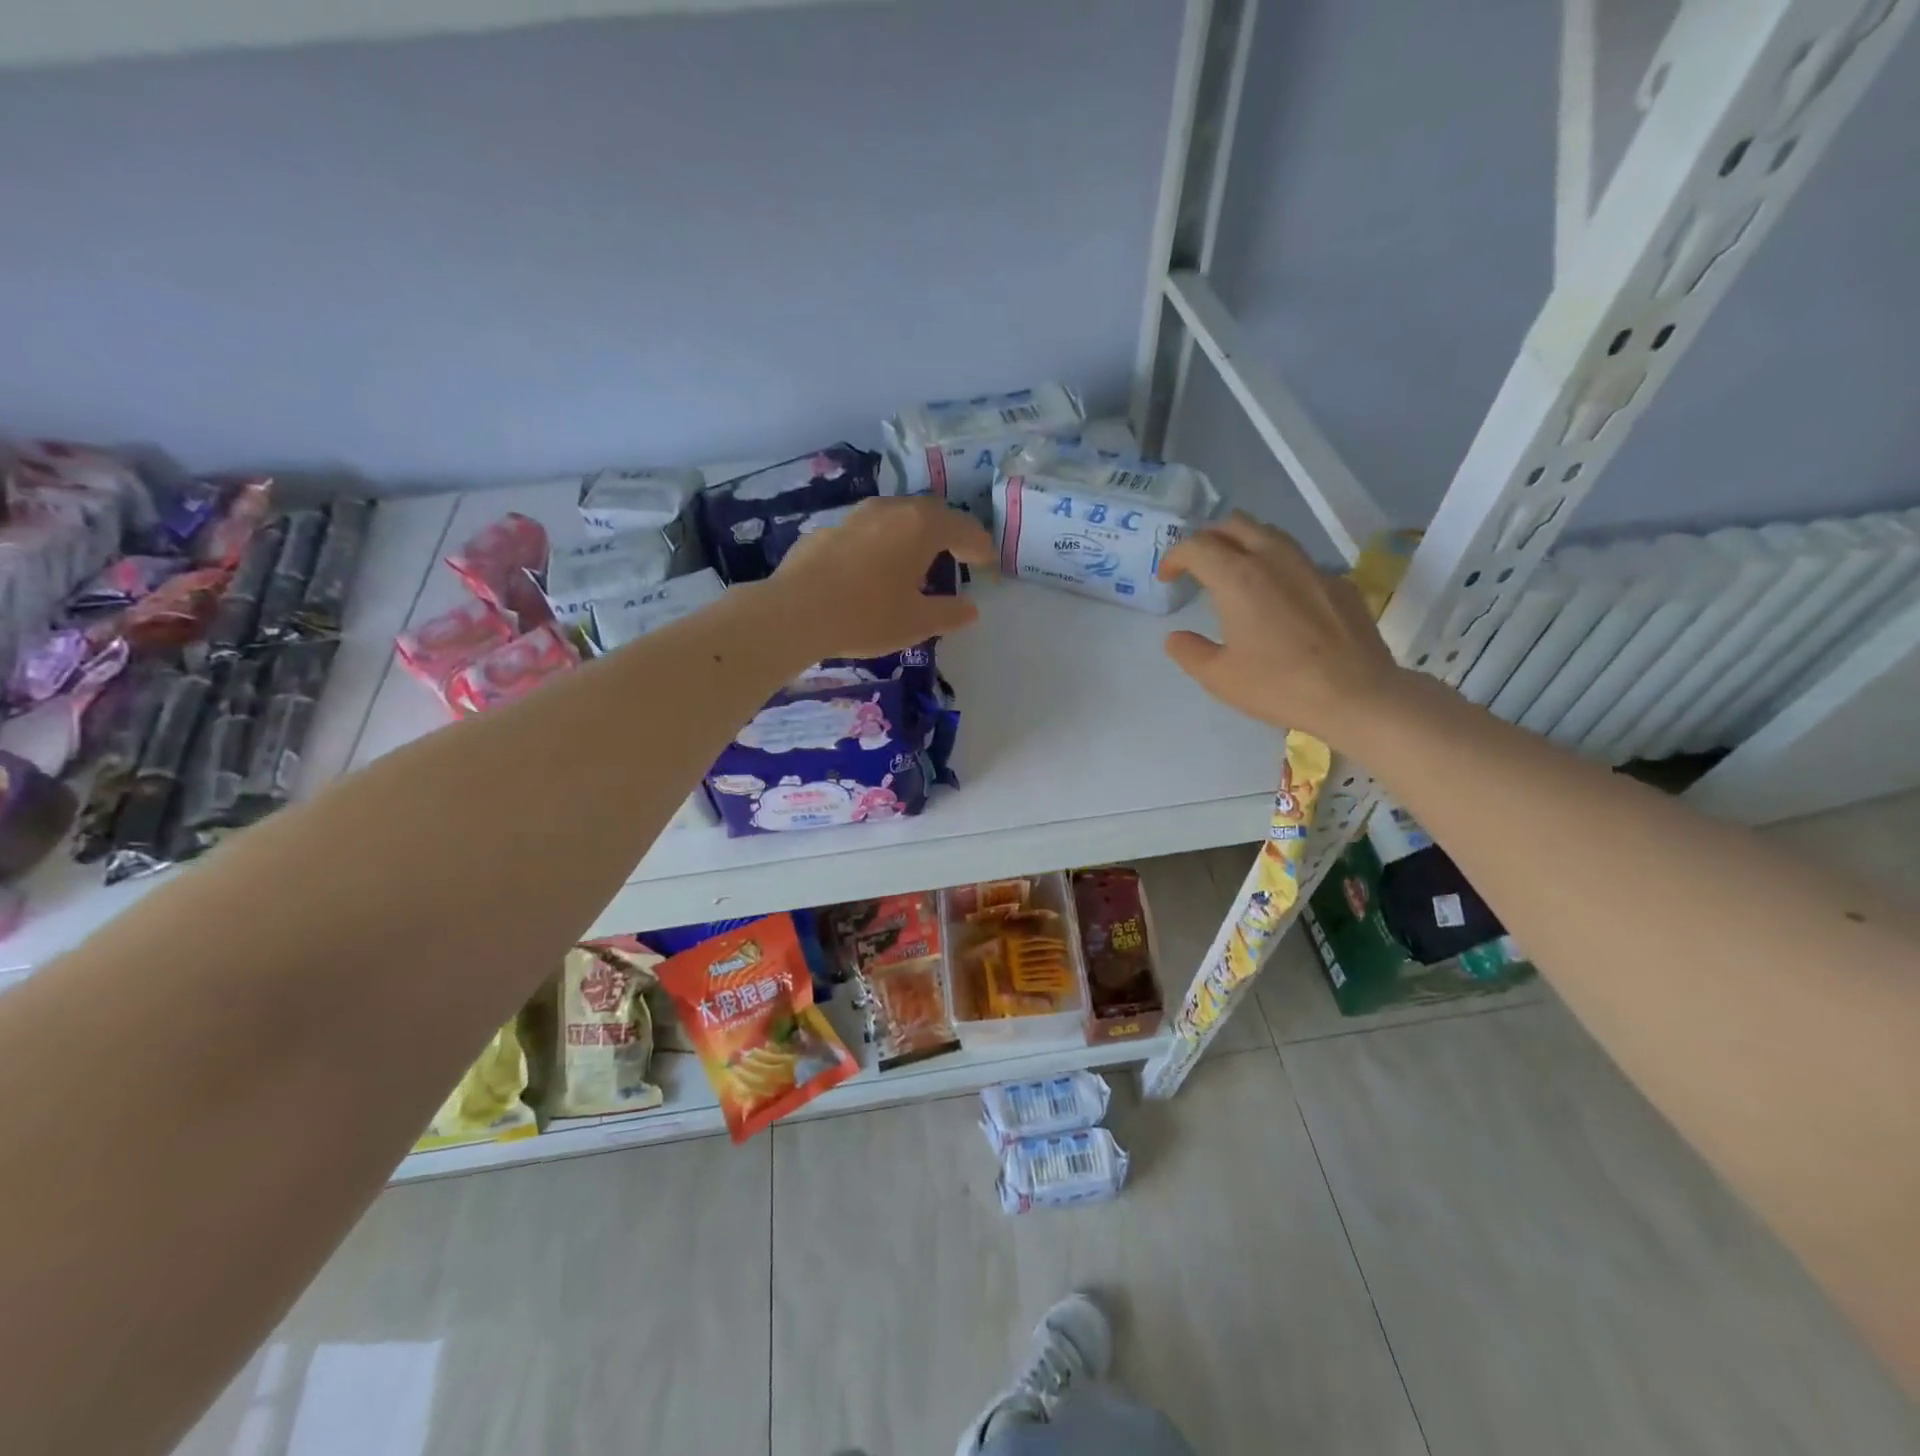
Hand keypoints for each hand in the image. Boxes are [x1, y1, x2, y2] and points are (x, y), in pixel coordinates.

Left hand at [769, 496, 994, 658]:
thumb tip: (970, 609)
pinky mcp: (829, 529)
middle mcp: (891, 509)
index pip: (963, 528)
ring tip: (919, 559)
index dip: (979, 545)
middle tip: (959, 555)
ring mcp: (857, 515)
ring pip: (897, 515)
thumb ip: (949, 613)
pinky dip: (885, 542)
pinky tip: (877, 567)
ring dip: (915, 533)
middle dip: (950, 532)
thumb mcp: (916, 622)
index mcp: (921, 526)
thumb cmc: (866, 616)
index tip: (987, 562)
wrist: (795, 612)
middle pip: (931, 513)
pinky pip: (870, 529)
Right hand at [1156, 513, 1401, 742]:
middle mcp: (1274, 559)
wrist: (1356, 696)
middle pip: (1235, 524)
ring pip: (1271, 534)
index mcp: (1238, 577)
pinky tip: (1280, 601)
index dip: (1175, 557)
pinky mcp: (1339, 583)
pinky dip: (1279, 569)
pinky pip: (1300, 562)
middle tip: (1199, 566)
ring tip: (1236, 574)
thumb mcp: (1218, 677)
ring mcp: (1312, 567)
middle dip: (1209, 538)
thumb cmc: (1278, 685)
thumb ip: (1189, 651)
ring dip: (1245, 545)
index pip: (1197, 546)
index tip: (1168, 578)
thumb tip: (1176, 638)